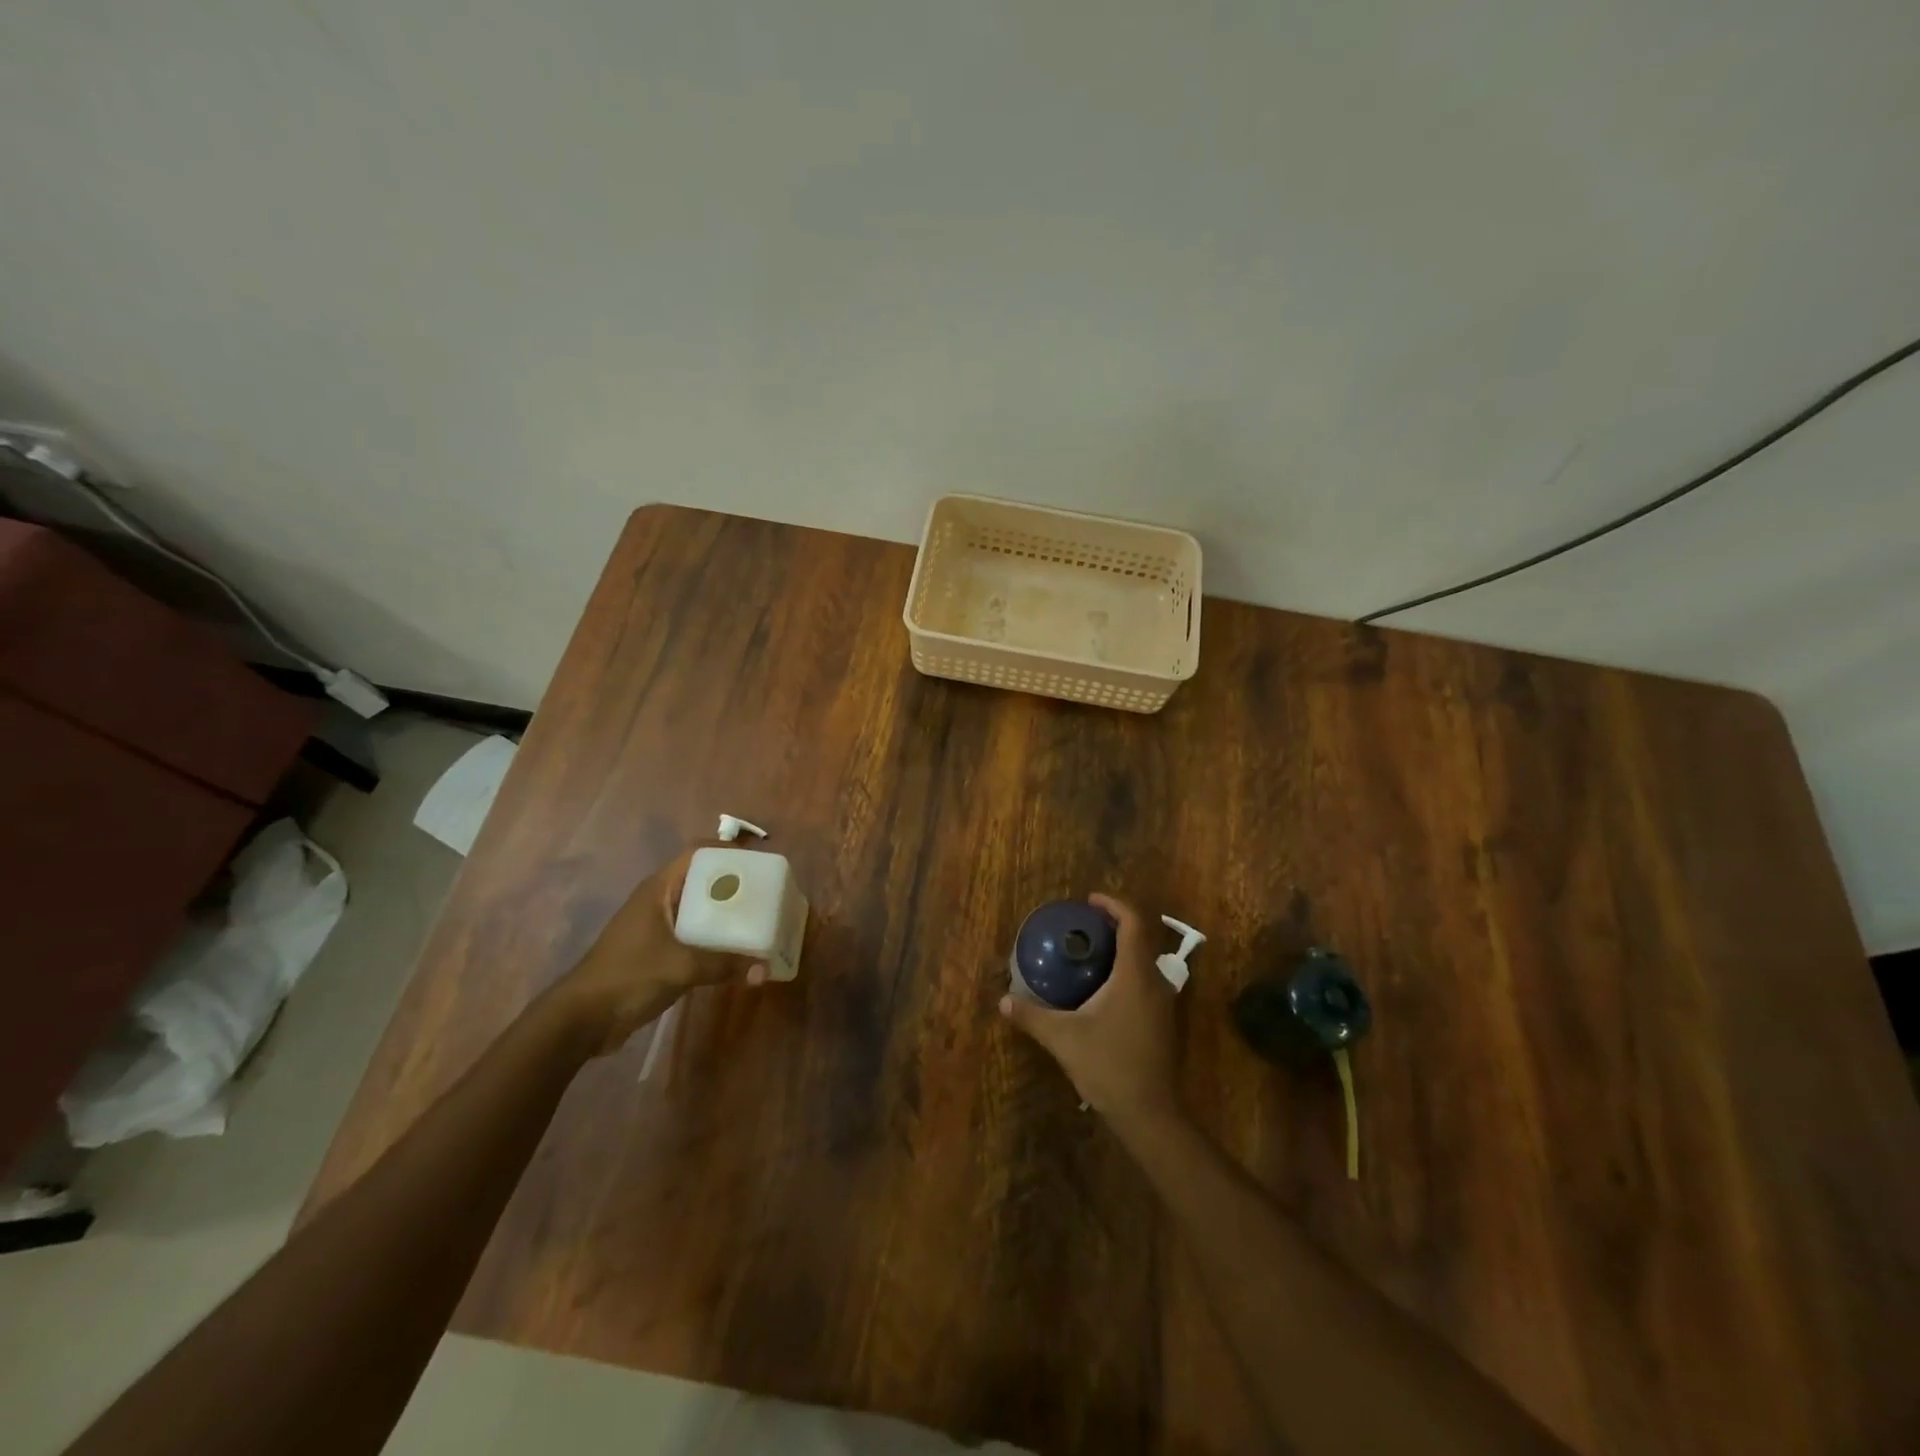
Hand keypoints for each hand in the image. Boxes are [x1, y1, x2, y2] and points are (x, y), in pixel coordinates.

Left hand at [557, 847, 767, 1055]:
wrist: (580, 1019)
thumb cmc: (628, 976)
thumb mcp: (681, 968)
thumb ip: (724, 965)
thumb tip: (765, 969)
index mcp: (659, 889)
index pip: (698, 853)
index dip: (728, 850)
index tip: (758, 861)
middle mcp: (658, 900)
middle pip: (702, 879)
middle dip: (734, 883)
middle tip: (766, 892)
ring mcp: (655, 926)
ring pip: (698, 909)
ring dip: (724, 913)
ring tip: (759, 919)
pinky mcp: (656, 950)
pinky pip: (692, 934)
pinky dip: (713, 937)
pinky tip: (735, 949)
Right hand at [999, 893, 1179, 1126]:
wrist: (1149, 1113)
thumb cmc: (1108, 1066)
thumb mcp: (1063, 1039)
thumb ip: (1032, 1016)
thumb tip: (1003, 1001)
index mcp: (1134, 975)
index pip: (1133, 923)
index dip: (1114, 904)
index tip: (1090, 901)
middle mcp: (1155, 982)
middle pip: (1141, 938)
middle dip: (1116, 924)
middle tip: (1085, 925)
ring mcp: (1164, 1004)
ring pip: (1146, 961)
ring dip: (1123, 949)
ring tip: (1091, 952)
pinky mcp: (1164, 1022)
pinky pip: (1147, 981)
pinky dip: (1128, 971)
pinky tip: (1104, 988)